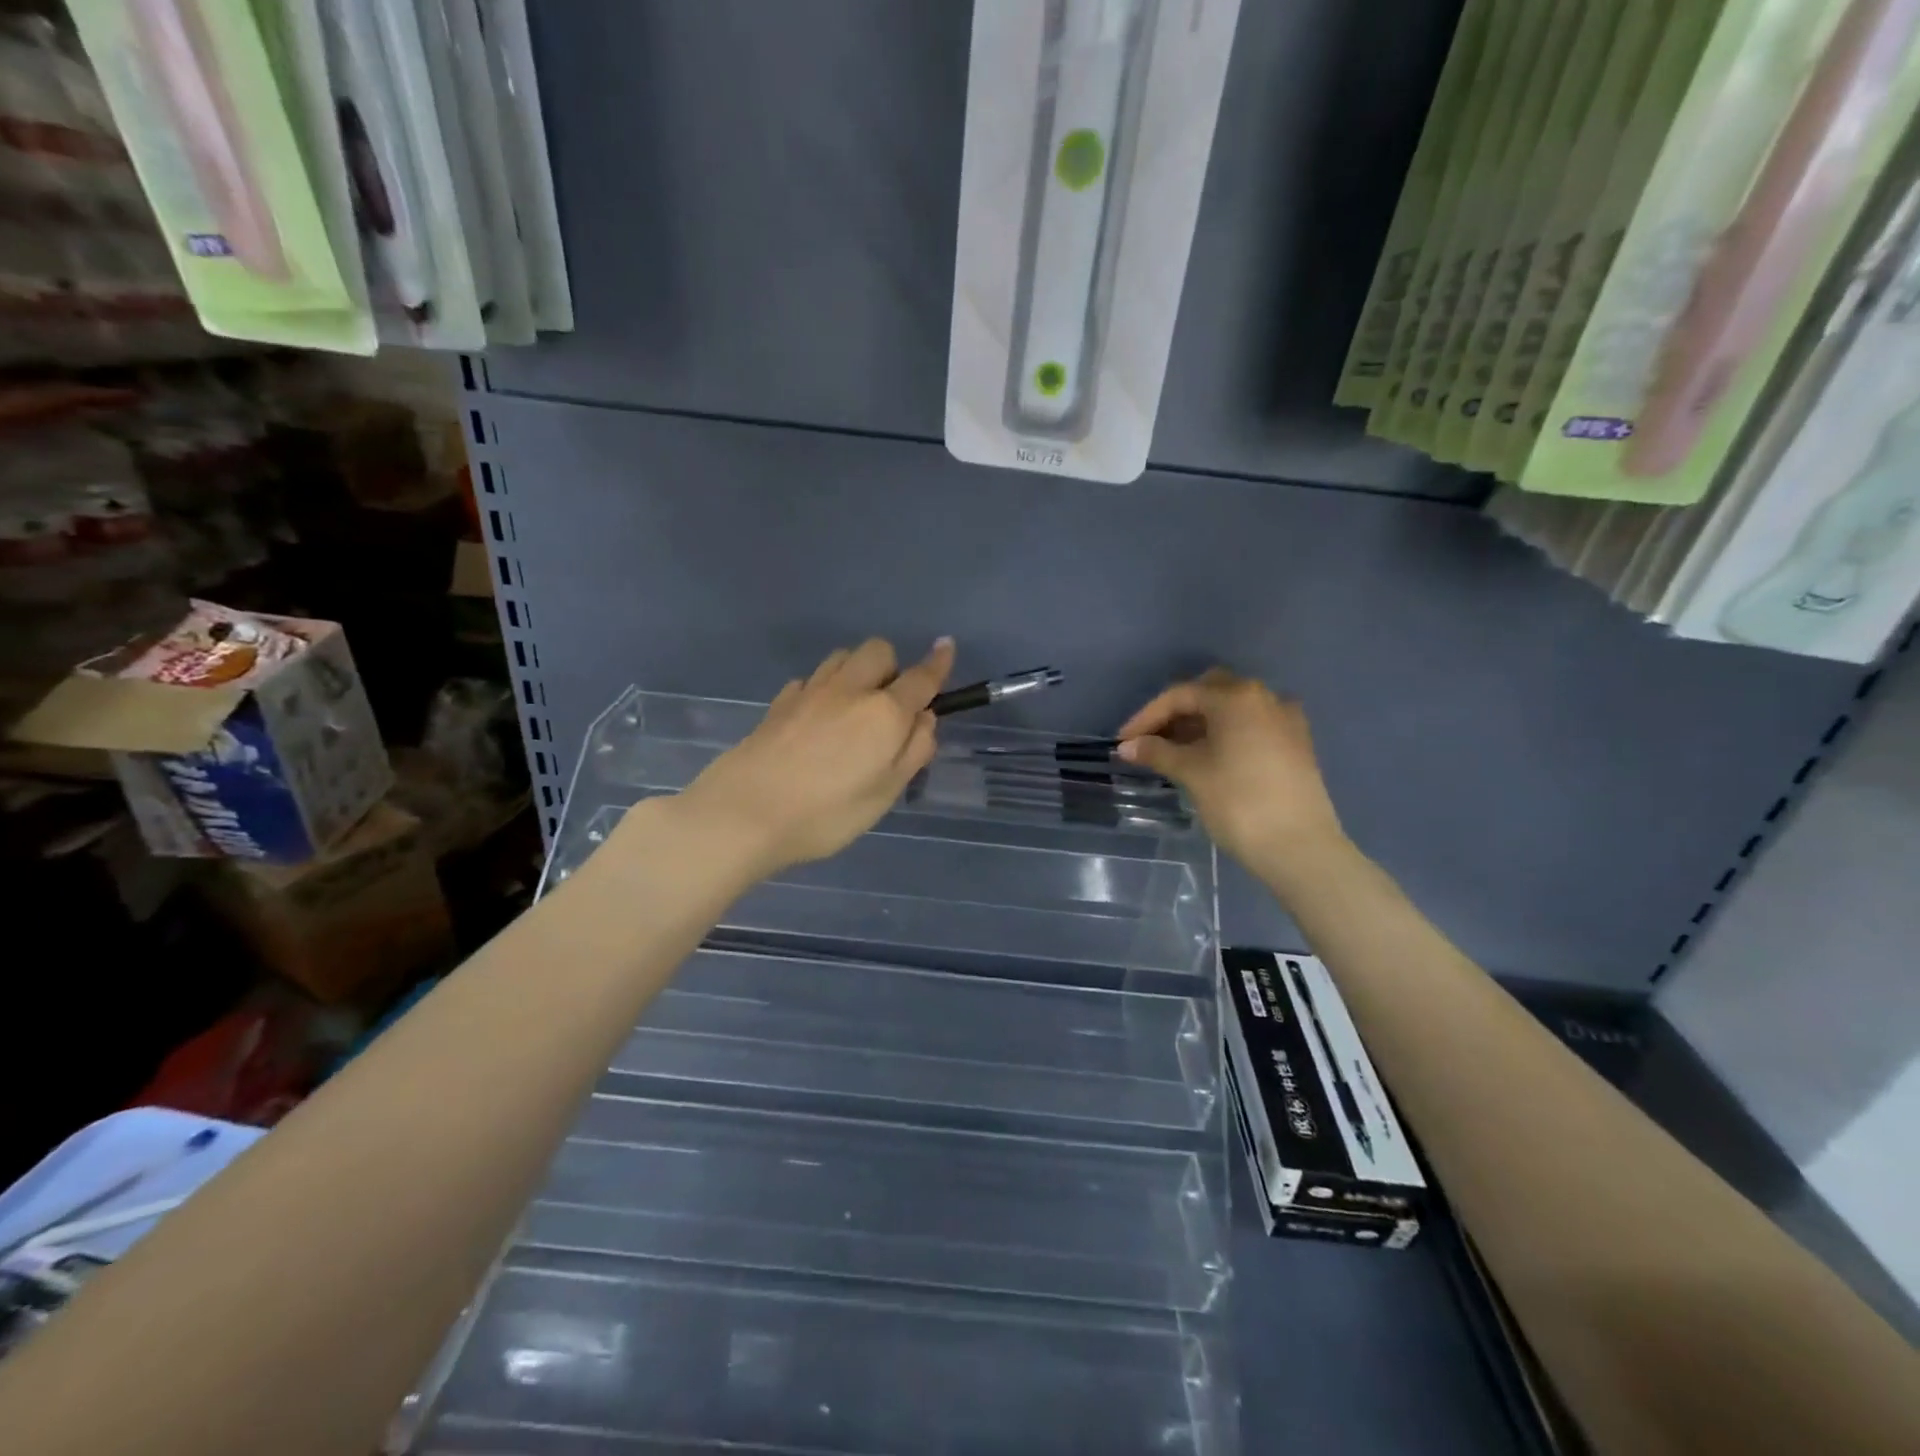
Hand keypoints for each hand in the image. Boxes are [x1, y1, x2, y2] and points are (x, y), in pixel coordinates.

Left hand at [674, 637, 955, 878]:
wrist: (745, 813)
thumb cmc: (827, 813)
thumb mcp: (885, 793)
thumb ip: (912, 752)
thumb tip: (924, 718)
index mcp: (883, 713)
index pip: (920, 679)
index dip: (938, 663)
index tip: (946, 646)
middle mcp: (849, 690)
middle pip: (878, 651)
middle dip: (891, 666)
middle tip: (889, 702)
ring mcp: (810, 692)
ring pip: (842, 657)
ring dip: (856, 669)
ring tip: (854, 705)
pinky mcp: (779, 702)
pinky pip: (810, 679)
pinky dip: (822, 689)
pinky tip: (816, 716)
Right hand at [1116, 669, 1344, 869]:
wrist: (1299, 847)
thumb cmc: (1238, 802)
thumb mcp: (1191, 773)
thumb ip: (1157, 752)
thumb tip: (1127, 746)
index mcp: (1236, 697)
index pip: (1180, 695)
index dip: (1147, 716)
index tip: (1123, 741)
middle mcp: (1264, 697)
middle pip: (1209, 693)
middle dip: (1177, 713)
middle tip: (1151, 740)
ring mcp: (1285, 719)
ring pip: (1233, 709)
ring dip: (1201, 724)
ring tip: (1175, 752)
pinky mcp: (1297, 743)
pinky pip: (1252, 726)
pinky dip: (1227, 733)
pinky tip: (1211, 757)